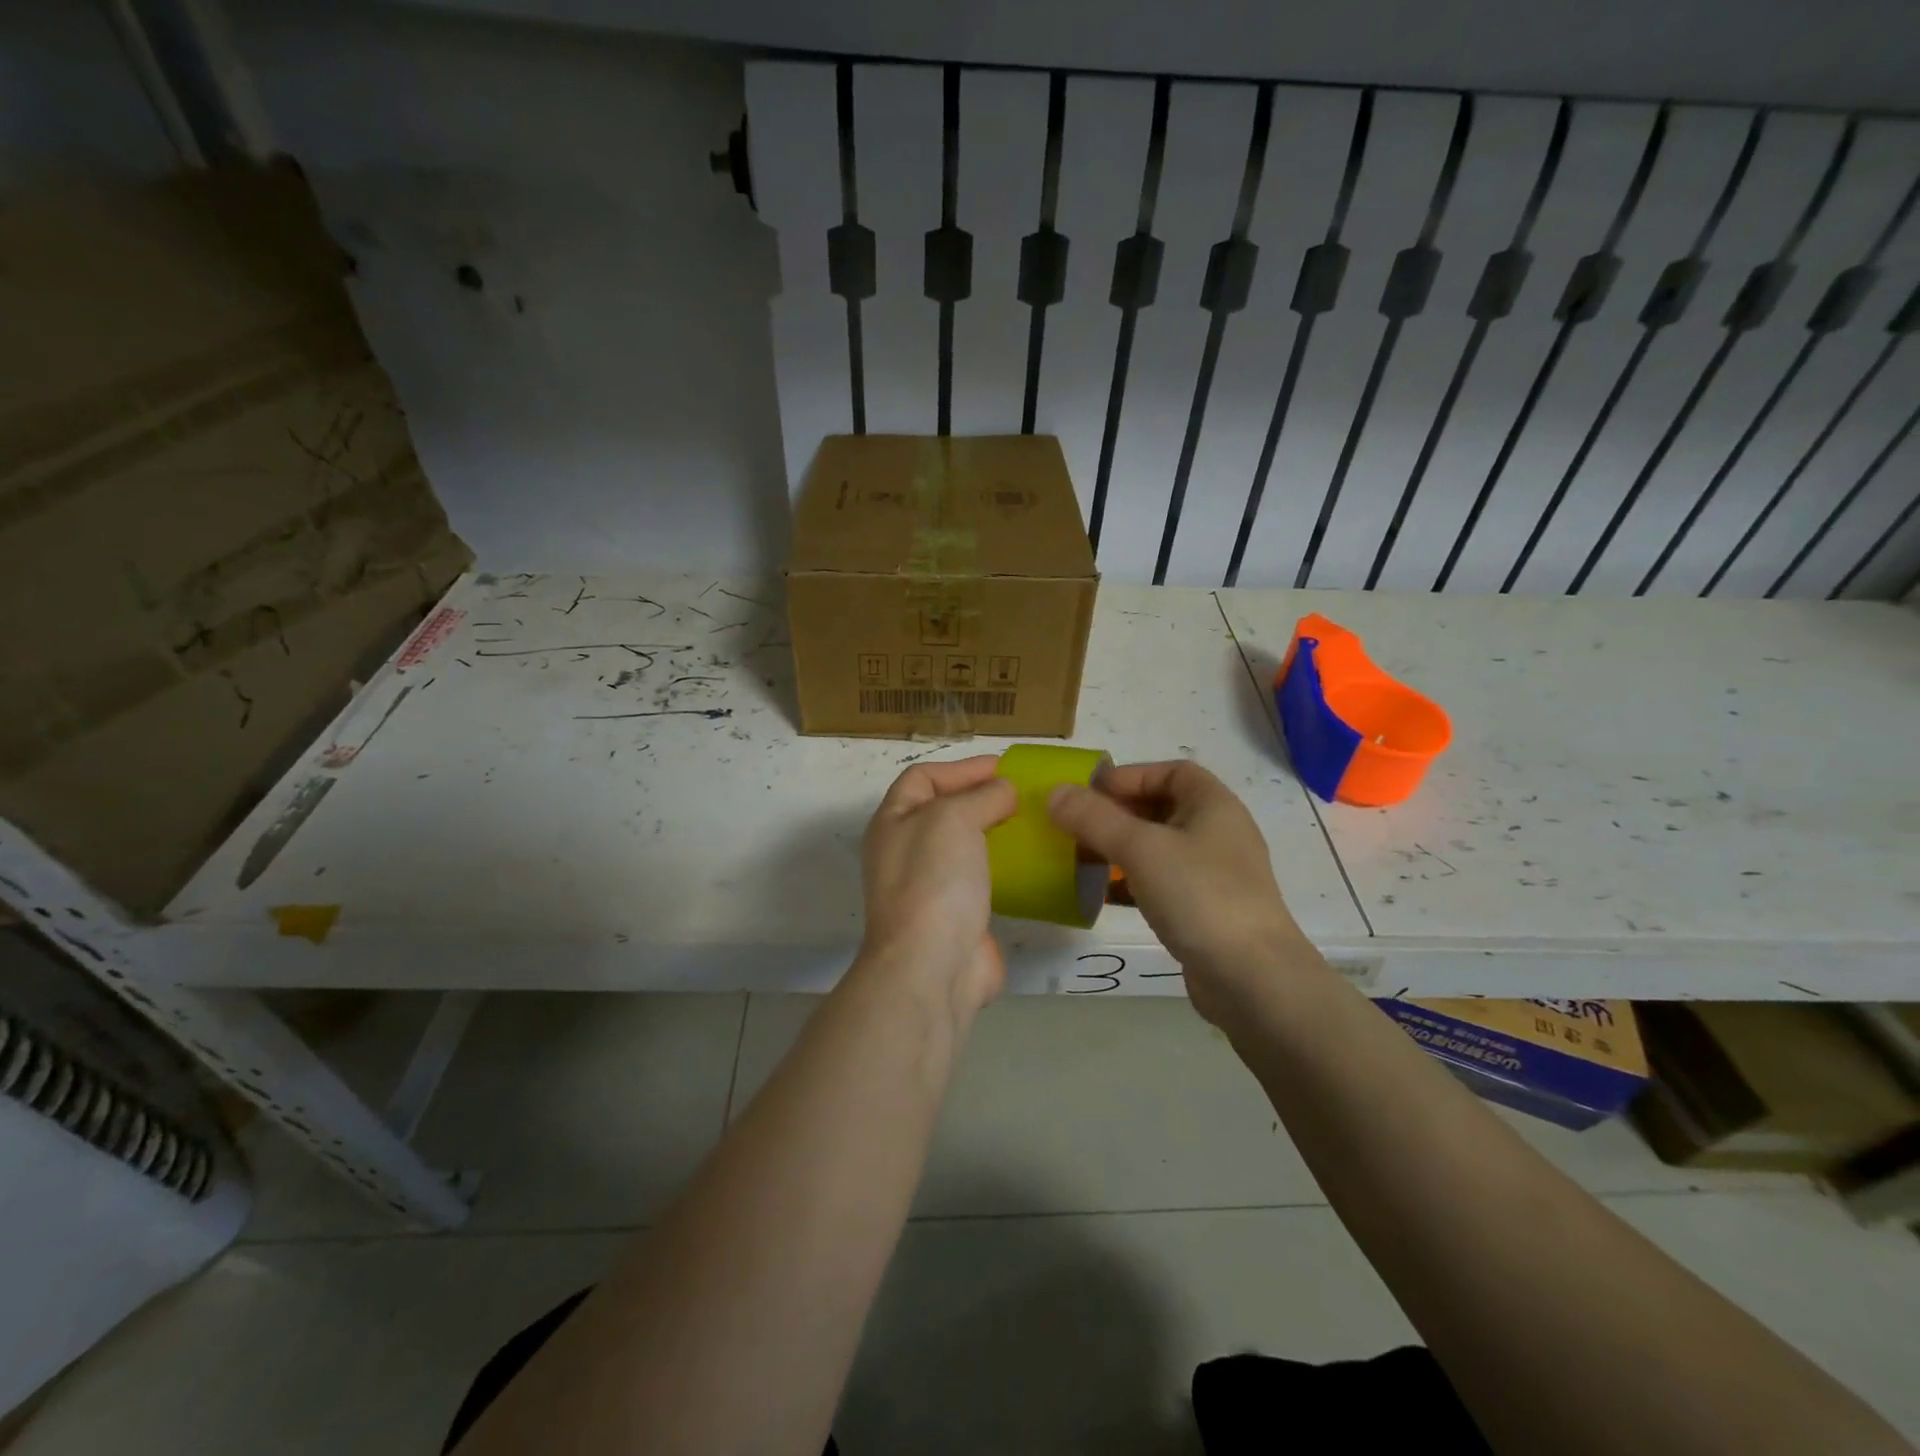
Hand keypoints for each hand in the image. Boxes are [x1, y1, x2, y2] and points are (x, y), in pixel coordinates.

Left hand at [858, 755, 1017, 1018]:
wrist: (931, 966)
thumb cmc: (933, 880)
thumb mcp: (953, 818)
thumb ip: (982, 796)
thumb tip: (1004, 792)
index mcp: (893, 822)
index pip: (922, 777)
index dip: (961, 768)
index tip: (1005, 769)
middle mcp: (906, 851)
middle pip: (945, 811)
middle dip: (982, 799)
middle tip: (1025, 795)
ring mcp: (931, 887)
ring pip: (966, 847)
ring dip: (997, 833)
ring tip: (1035, 824)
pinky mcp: (958, 917)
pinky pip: (984, 881)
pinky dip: (1007, 869)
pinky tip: (1035, 864)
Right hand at [1048, 760, 1311, 1024]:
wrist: (1252, 979)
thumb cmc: (1199, 896)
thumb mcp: (1140, 848)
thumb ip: (1094, 818)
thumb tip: (1055, 792)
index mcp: (1214, 805)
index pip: (1172, 771)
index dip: (1130, 775)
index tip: (1091, 793)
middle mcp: (1219, 833)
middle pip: (1163, 808)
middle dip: (1118, 813)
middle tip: (1078, 826)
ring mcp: (1215, 875)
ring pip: (1160, 848)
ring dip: (1121, 849)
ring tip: (1084, 858)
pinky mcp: (1207, 911)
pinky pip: (1163, 883)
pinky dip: (1133, 882)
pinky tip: (1104, 896)